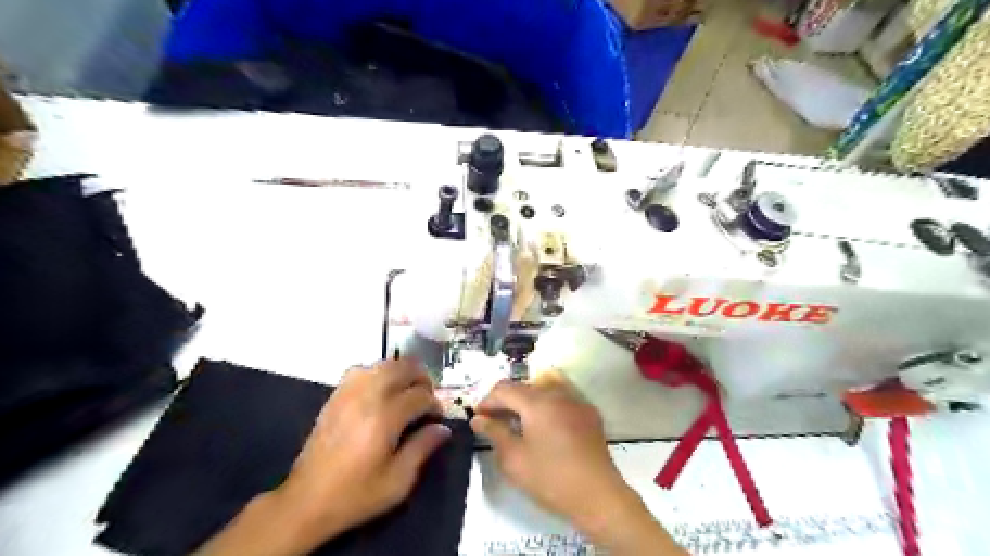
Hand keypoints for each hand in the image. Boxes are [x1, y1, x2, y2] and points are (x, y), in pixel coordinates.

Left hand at [276, 361, 450, 546]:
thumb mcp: (398, 481)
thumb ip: (423, 448)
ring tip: (407, 389)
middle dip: (421, 378)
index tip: (437, 418)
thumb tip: (443, 428)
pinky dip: (377, 372)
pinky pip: (360, 370)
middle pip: (402, 368)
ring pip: (382, 364)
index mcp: (385, 418)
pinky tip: (381, 389)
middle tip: (427, 396)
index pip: (420, 396)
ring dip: (400, 371)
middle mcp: (367, 397)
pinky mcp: (335, 396)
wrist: (306, 501)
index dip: (434, 404)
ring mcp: (348, 393)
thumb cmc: (356, 494)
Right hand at [470, 379, 624, 527]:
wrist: (598, 496)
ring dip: (527, 400)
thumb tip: (478, 419)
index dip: (487, 401)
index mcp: (537, 401)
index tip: (477, 418)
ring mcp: (576, 400)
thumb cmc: (551, 479)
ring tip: (519, 420)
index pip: (504, 389)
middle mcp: (557, 393)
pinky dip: (547, 404)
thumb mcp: (514, 459)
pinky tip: (545, 425)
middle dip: (506, 401)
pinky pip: (562, 397)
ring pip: (544, 387)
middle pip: (524, 386)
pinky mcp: (589, 412)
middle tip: (494, 422)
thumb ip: (494, 433)